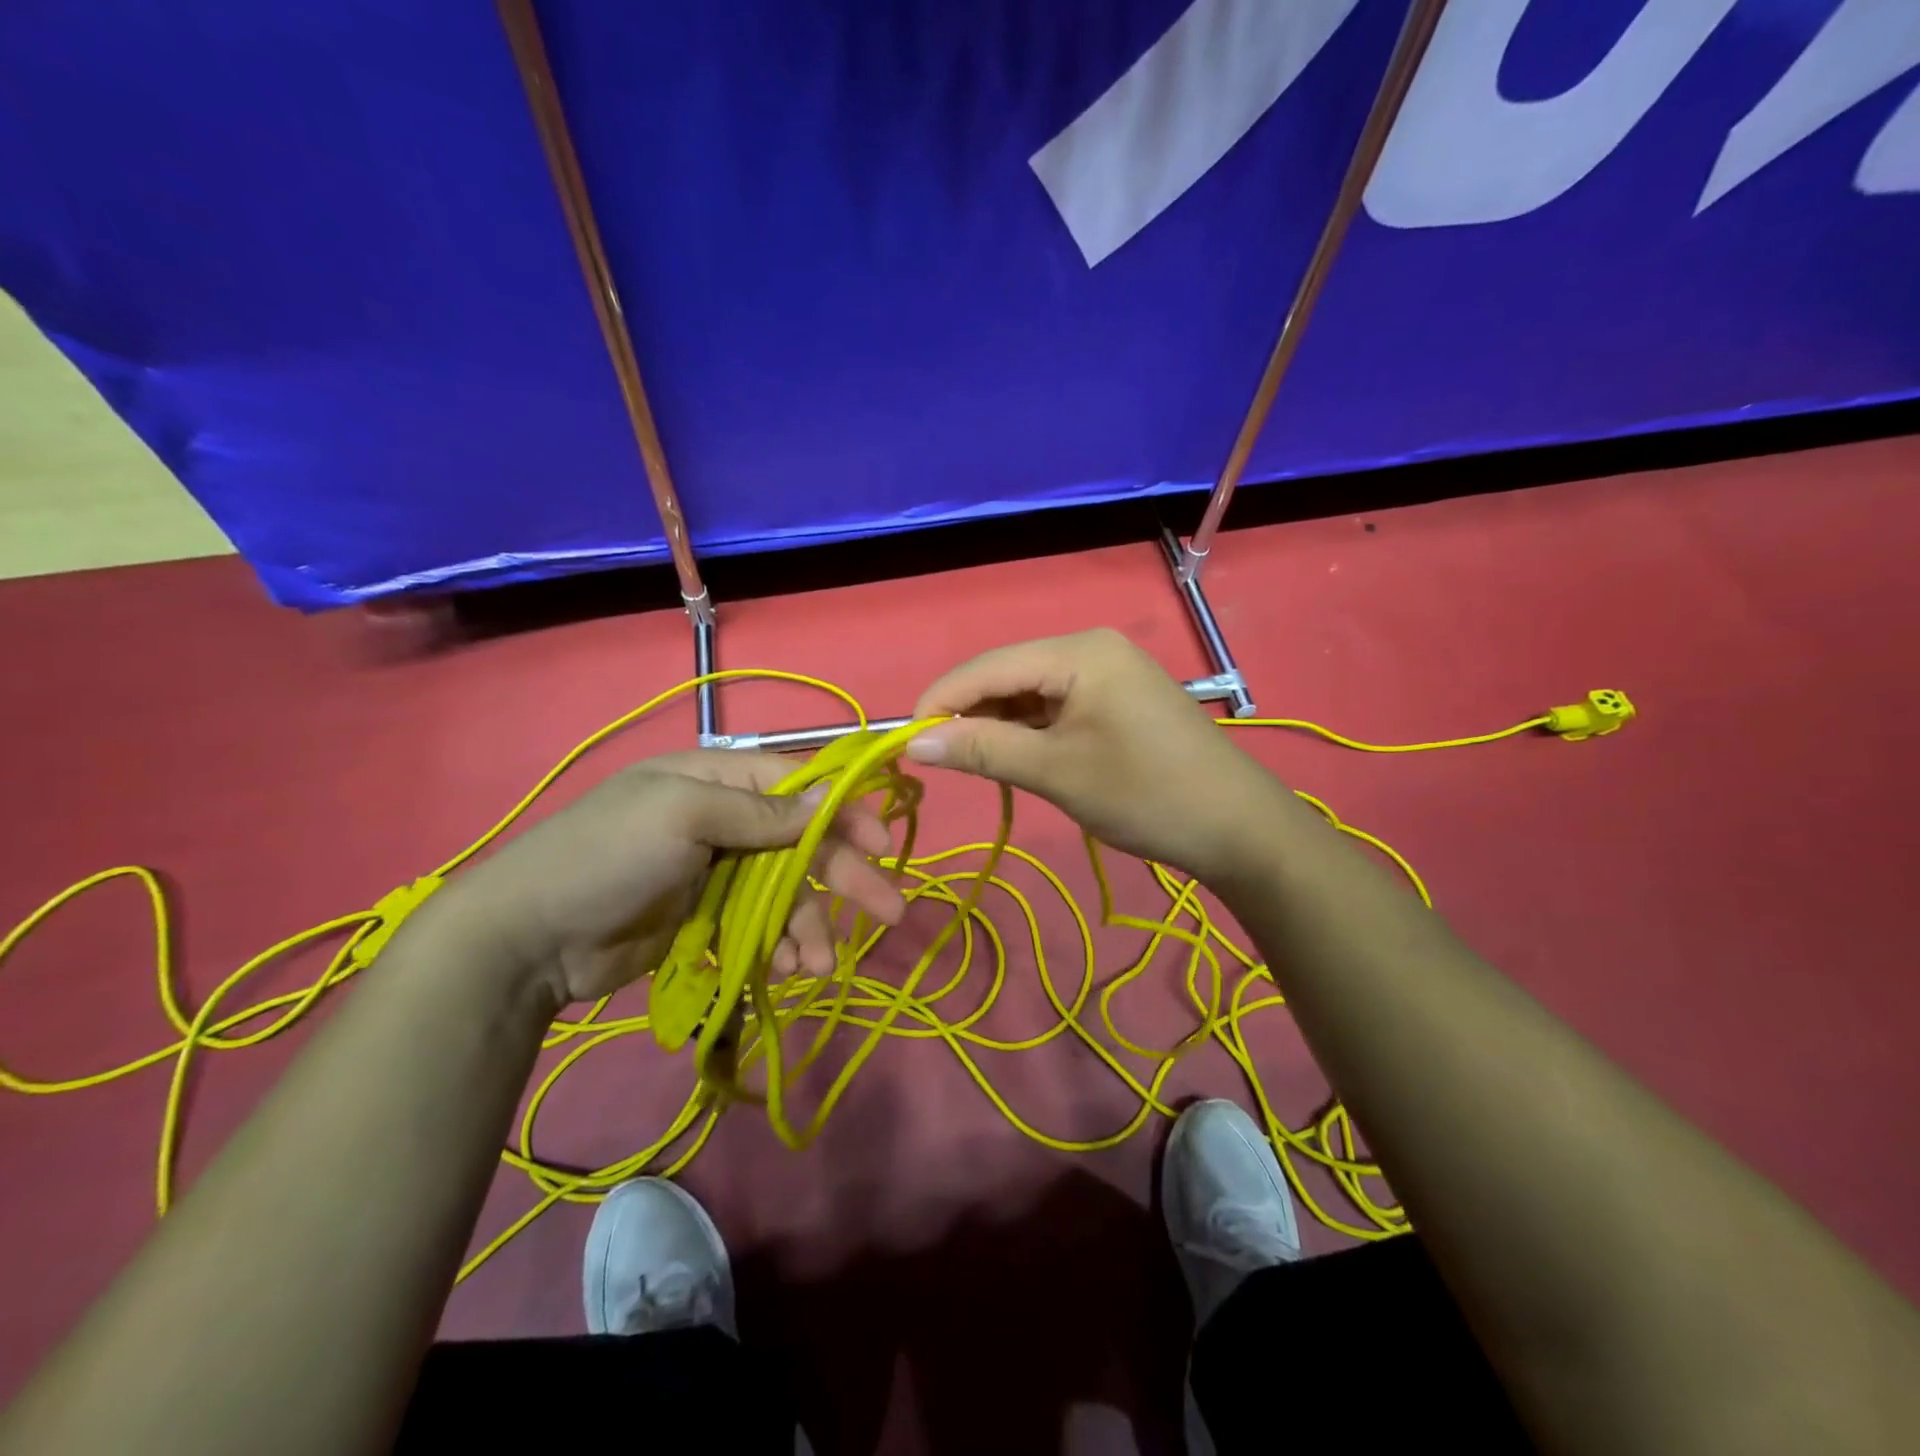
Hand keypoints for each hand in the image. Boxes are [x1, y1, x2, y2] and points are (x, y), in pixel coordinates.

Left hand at [437, 752, 905, 1005]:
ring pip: (785, 892)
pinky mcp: (705, 919)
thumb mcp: (683, 817)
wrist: (526, 939)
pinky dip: (781, 946)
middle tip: (890, 911)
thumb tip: (830, 800)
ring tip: (820, 964)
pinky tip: (790, 968)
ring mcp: (714, 873)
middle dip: (845, 875)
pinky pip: (760, 927)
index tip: (882, 842)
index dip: (844, 811)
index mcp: (715, 780)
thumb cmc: (607, 857)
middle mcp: (721, 820)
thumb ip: (760, 812)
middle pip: (801, 843)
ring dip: (811, 925)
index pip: (798, 786)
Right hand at [907, 629, 1300, 884]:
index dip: (941, 700)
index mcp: (1080, 651)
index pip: (989, 666)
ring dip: (999, 726)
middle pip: (1009, 674)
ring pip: (1030, 693)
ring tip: (973, 765)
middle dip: (970, 714)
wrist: (1239, 829)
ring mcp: (1108, 673)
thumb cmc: (1145, 795)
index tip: (903, 741)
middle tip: (937, 760)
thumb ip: (983, 750)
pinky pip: (1057, 707)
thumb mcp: (1055, 772)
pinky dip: (1030, 732)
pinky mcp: (1117, 700)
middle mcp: (1092, 649)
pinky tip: (1015, 758)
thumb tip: (913, 742)